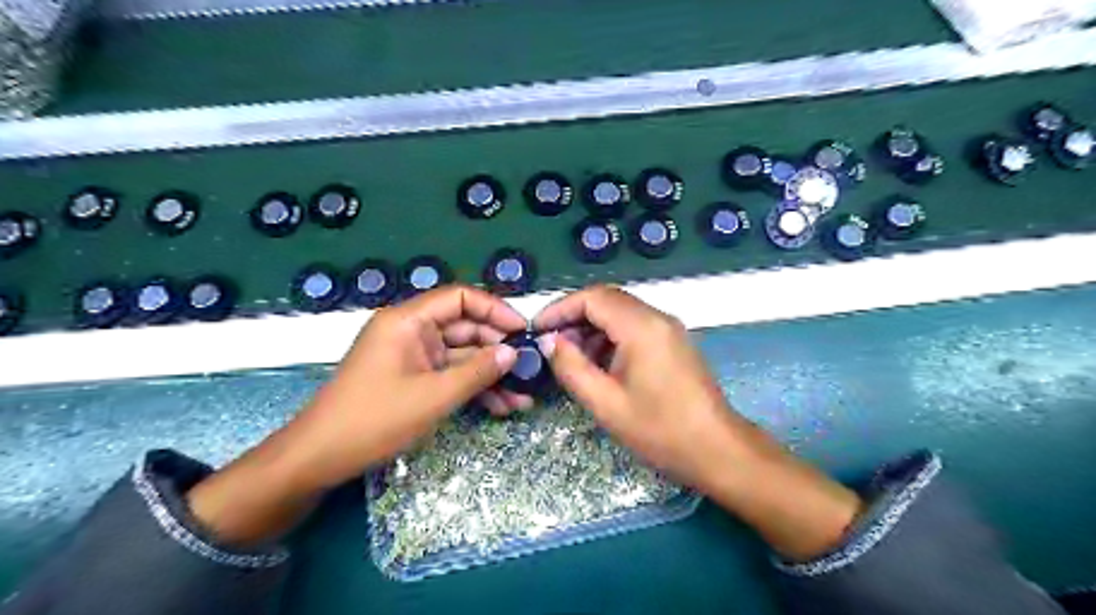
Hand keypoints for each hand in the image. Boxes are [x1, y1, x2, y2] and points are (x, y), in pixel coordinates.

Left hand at [190, 284, 530, 541]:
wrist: (320, 459)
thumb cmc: (374, 419)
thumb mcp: (433, 396)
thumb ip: (477, 371)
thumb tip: (513, 353)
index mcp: (408, 321)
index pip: (460, 298)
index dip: (494, 310)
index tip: (522, 330)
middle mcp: (412, 331)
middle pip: (465, 328)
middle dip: (498, 350)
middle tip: (530, 369)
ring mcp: (413, 356)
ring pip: (461, 356)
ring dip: (490, 375)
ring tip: (522, 398)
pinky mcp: (413, 378)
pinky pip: (450, 375)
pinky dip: (473, 388)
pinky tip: (501, 406)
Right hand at [535, 285, 859, 559]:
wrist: (717, 450)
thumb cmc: (659, 430)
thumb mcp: (605, 403)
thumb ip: (572, 367)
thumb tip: (550, 342)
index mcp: (641, 326)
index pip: (592, 297)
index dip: (560, 308)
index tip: (536, 329)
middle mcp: (657, 317)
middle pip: (607, 300)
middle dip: (574, 317)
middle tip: (551, 345)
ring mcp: (669, 328)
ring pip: (620, 312)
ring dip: (592, 328)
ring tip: (572, 358)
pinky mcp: (673, 342)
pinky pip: (635, 327)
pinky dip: (611, 337)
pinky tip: (599, 364)